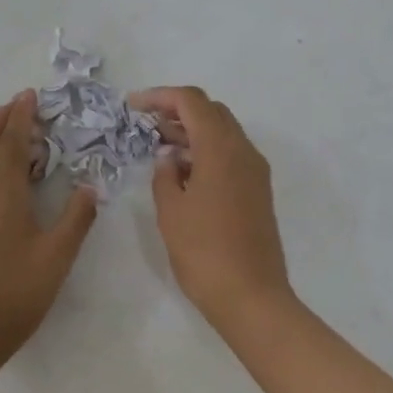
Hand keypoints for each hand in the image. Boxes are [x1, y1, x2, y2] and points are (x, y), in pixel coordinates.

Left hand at [0, 92, 97, 379]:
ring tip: (4, 129)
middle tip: (16, 103)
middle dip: (1, 122)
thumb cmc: (14, 294)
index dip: (22, 119)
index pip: (12, 145)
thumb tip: (89, 187)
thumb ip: (76, 219)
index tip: (29, 95)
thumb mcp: (57, 257)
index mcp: (2, 196)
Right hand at [131, 86, 292, 331]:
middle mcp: (244, 152)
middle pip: (212, 112)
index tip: (133, 106)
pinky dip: (207, 152)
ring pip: (224, 134)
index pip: (192, 102)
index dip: (161, 96)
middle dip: (178, 111)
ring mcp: (255, 172)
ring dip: (194, 132)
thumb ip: (165, 175)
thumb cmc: (204, 252)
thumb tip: (170, 157)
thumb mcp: (171, 212)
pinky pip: (232, 156)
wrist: (251, 295)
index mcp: (221, 149)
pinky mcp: (258, 191)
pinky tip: (184, 172)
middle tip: (146, 126)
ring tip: (160, 147)